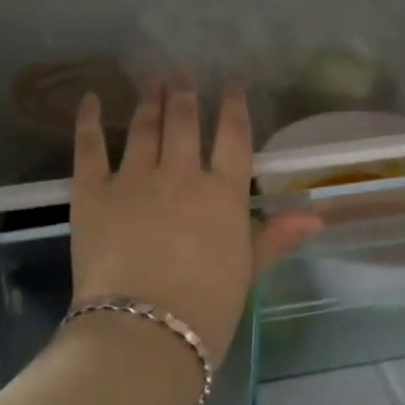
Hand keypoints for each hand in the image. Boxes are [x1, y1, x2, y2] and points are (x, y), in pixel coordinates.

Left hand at [69, 79, 319, 367]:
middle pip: (184, 120)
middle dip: (183, 92)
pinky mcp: (93, 190)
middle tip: (179, 71)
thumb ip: (274, 236)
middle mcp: (180, 174)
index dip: (233, 106)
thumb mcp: (246, 273)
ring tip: (151, 80)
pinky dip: (88, 119)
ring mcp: (134, 178)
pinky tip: (89, 99)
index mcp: (222, 193)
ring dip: (148, 99)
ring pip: (143, 126)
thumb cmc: (205, 311)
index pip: (233, 136)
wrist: (143, 333)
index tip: (231, 84)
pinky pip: (90, 145)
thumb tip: (315, 214)